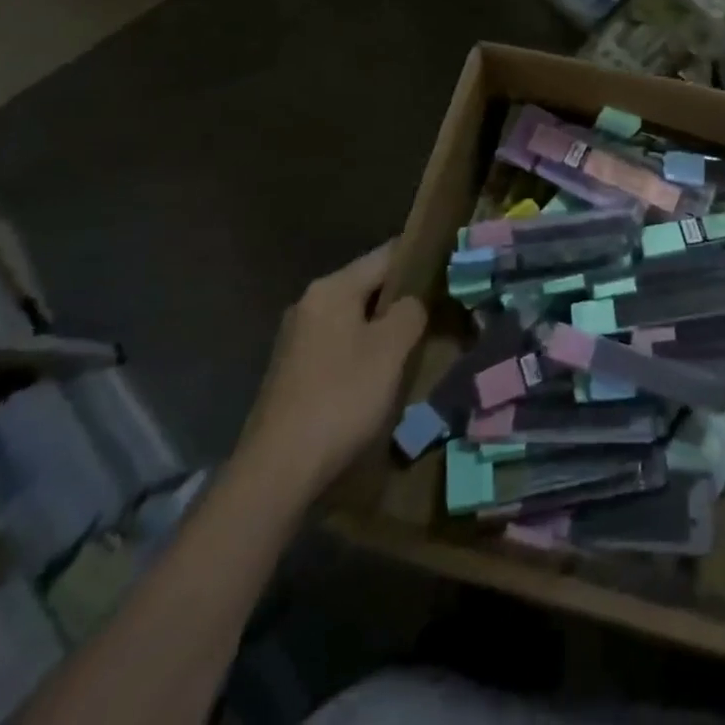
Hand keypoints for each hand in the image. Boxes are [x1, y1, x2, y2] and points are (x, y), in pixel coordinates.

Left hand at [239, 240, 426, 496]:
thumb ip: (410, 312)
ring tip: (414, 345)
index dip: (419, 259)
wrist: (277, 470)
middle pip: (367, 286)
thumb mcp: (391, 349)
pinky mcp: (291, 372)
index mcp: (332, 288)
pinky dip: (361, 352)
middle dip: (401, 298)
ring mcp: (296, 339)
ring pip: (352, 319)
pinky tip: (379, 376)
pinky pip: (337, 346)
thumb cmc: (341, 398)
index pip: (386, 255)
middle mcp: (309, 304)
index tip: (448, 269)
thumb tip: (412, 302)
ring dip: (381, 329)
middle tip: (438, 311)